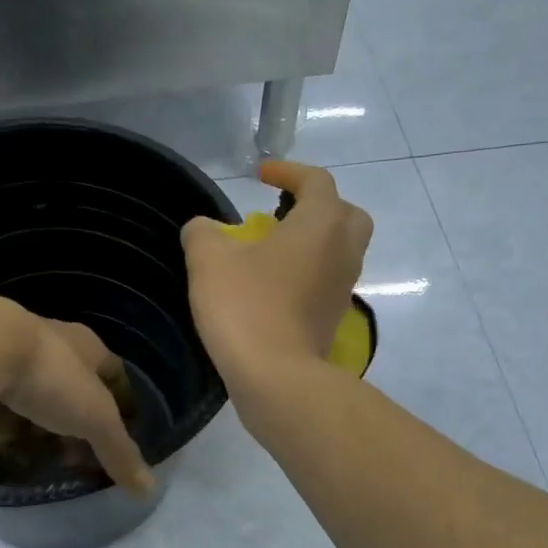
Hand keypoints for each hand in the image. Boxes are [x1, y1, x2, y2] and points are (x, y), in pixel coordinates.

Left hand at [0, 296, 155, 495]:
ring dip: (37, 424)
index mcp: (83, 345)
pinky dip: (2, 427)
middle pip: (69, 386)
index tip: (121, 432)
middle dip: (75, 421)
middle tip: (77, 456)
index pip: (111, 371)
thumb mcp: (94, 419)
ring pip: (30, 395)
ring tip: (40, 458)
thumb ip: (119, 452)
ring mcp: (6, 355)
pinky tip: (2, 450)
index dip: (120, 400)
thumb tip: (149, 491)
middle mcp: (47, 344)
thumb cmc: (48, 376)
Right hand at [180, 160, 372, 403]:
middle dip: (317, 206)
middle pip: (344, 214)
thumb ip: (203, 232)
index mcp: (321, 223)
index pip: (314, 181)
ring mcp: (343, 287)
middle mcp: (343, 250)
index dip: (287, 171)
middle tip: (282, 213)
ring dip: (312, 242)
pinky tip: (273, 285)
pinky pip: (327, 281)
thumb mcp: (209, 259)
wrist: (275, 376)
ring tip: (272, 250)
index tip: (260, 175)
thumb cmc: (245, 305)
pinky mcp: (333, 318)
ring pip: (339, 250)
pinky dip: (307, 272)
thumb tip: (203, 229)